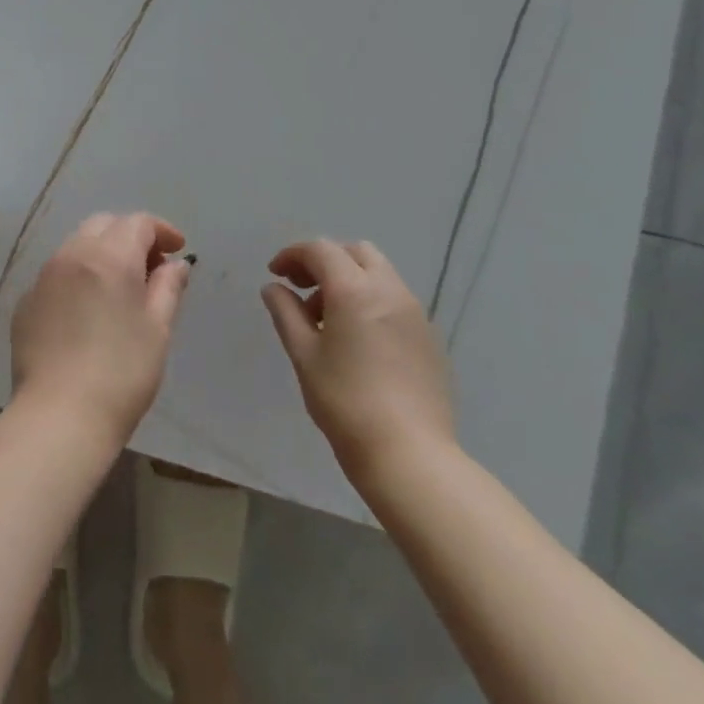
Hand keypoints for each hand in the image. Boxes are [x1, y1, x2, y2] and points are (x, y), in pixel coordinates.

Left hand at [11, 213, 192, 446]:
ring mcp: (42, 278)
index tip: (178, 250)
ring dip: (102, 253)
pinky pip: (56, 274)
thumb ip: (167, 288)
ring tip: (120, 288)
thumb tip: (175, 264)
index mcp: (108, 257)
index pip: (138, 223)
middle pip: (103, 225)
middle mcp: (71, 255)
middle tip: (151, 267)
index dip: (162, 231)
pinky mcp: (25, 303)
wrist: (59, 416)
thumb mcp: (157, 330)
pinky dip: (78, 277)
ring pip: (76, 246)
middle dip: (130, 236)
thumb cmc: (122, 373)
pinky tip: (87, 311)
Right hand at [260, 239, 455, 482]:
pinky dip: (370, 300)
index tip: (275, 275)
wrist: (409, 453)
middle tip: (302, 288)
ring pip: (379, 274)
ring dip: (349, 280)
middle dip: (325, 261)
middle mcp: (390, 291)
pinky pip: (395, 300)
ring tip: (326, 319)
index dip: (293, 255)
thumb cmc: (345, 401)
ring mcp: (415, 313)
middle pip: (355, 253)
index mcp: (355, 290)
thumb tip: (274, 288)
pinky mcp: (429, 337)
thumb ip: (286, 313)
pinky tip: (357, 339)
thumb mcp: (303, 354)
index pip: (321, 250)